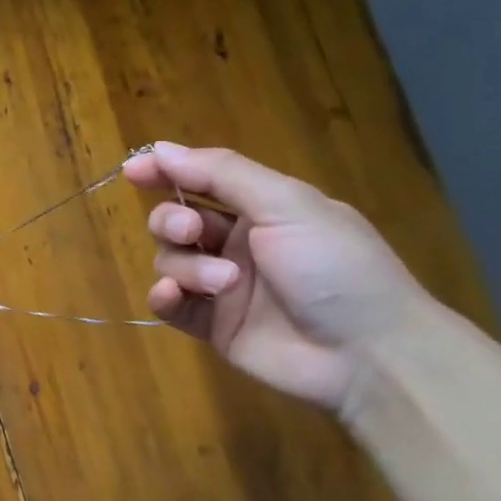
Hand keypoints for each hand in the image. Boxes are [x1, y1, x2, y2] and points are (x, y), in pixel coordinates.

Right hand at [124, 142, 433, 412]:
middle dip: (172, 221)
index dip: (165, 171)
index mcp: (261, 208)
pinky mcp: (213, 326)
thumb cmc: (334, 266)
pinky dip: (165, 297)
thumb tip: (162, 148)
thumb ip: (222, 173)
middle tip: (192, 230)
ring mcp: (223, 286)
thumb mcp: (286, 204)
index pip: (201, 180)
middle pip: (176, 220)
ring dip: (187, 266)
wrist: (366, 353)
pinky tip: (176, 296)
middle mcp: (237, 243)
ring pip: (171, 261)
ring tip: (224, 284)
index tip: (134, 170)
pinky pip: (171, 304)